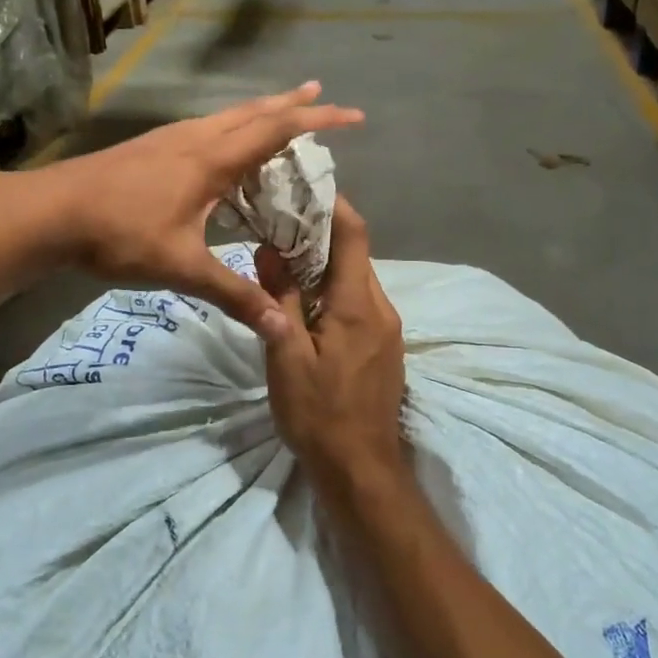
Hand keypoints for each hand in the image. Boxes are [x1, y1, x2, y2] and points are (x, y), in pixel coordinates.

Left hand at [41, 84, 361, 341]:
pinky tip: (226, 146)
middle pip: (254, 111)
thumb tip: (283, 326)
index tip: (353, 114)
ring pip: (228, 115)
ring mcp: (170, 139)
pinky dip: (233, 127)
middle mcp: (195, 139)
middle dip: (293, 102)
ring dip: (261, 111)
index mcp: (211, 160)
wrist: (49, 213)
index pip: (276, 130)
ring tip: (282, 110)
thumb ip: (235, 295)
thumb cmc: (119, 235)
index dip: (318, 119)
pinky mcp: (152, 147)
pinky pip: (207, 128)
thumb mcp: (182, 268)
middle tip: (322, 92)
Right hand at [257, 198, 406, 476]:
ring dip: (326, 265)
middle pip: (355, 255)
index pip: (353, 235)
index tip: (303, 188)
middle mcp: (382, 308)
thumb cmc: (318, 414)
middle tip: (280, 224)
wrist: (361, 469)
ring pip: (356, 280)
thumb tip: (268, 250)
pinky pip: (360, 304)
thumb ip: (279, 300)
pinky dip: (334, 291)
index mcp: (358, 305)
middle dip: (321, 235)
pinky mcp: (385, 347)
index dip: (333, 205)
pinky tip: (307, 302)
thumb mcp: (286, 357)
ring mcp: (388, 329)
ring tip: (285, 260)